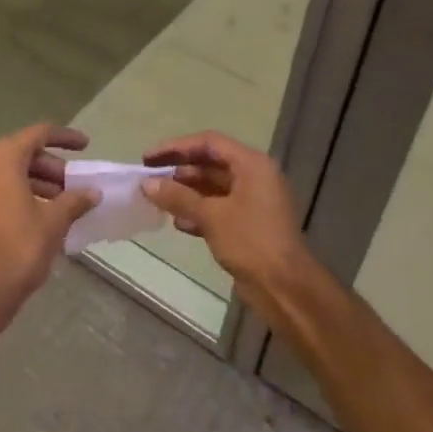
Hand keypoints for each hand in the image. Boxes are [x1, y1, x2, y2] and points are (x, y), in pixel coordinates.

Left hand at [0, 123, 98, 329]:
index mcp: (3, 157)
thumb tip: (93, 192)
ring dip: (41, 184)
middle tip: (78, 185)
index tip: (86, 146)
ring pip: (14, 174)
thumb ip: (75, 200)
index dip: (65, 138)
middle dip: (54, 168)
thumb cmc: (18, 246)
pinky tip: (47, 216)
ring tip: (67, 204)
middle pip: (25, 154)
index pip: (39, 134)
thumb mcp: (54, 220)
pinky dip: (25, 196)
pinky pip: (3, 191)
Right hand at [141, 131, 314, 314]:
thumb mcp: (211, 216)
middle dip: (179, 170)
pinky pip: (219, 208)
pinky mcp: (248, 224)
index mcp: (252, 164)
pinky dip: (199, 212)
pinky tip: (179, 223)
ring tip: (159, 200)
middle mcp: (254, 177)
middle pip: (210, 163)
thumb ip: (178, 197)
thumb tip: (146, 184)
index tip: (148, 158)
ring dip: (186, 193)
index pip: (209, 143)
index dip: (176, 147)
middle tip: (149, 178)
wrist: (285, 288)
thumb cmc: (251, 242)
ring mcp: (253, 201)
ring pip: (213, 187)